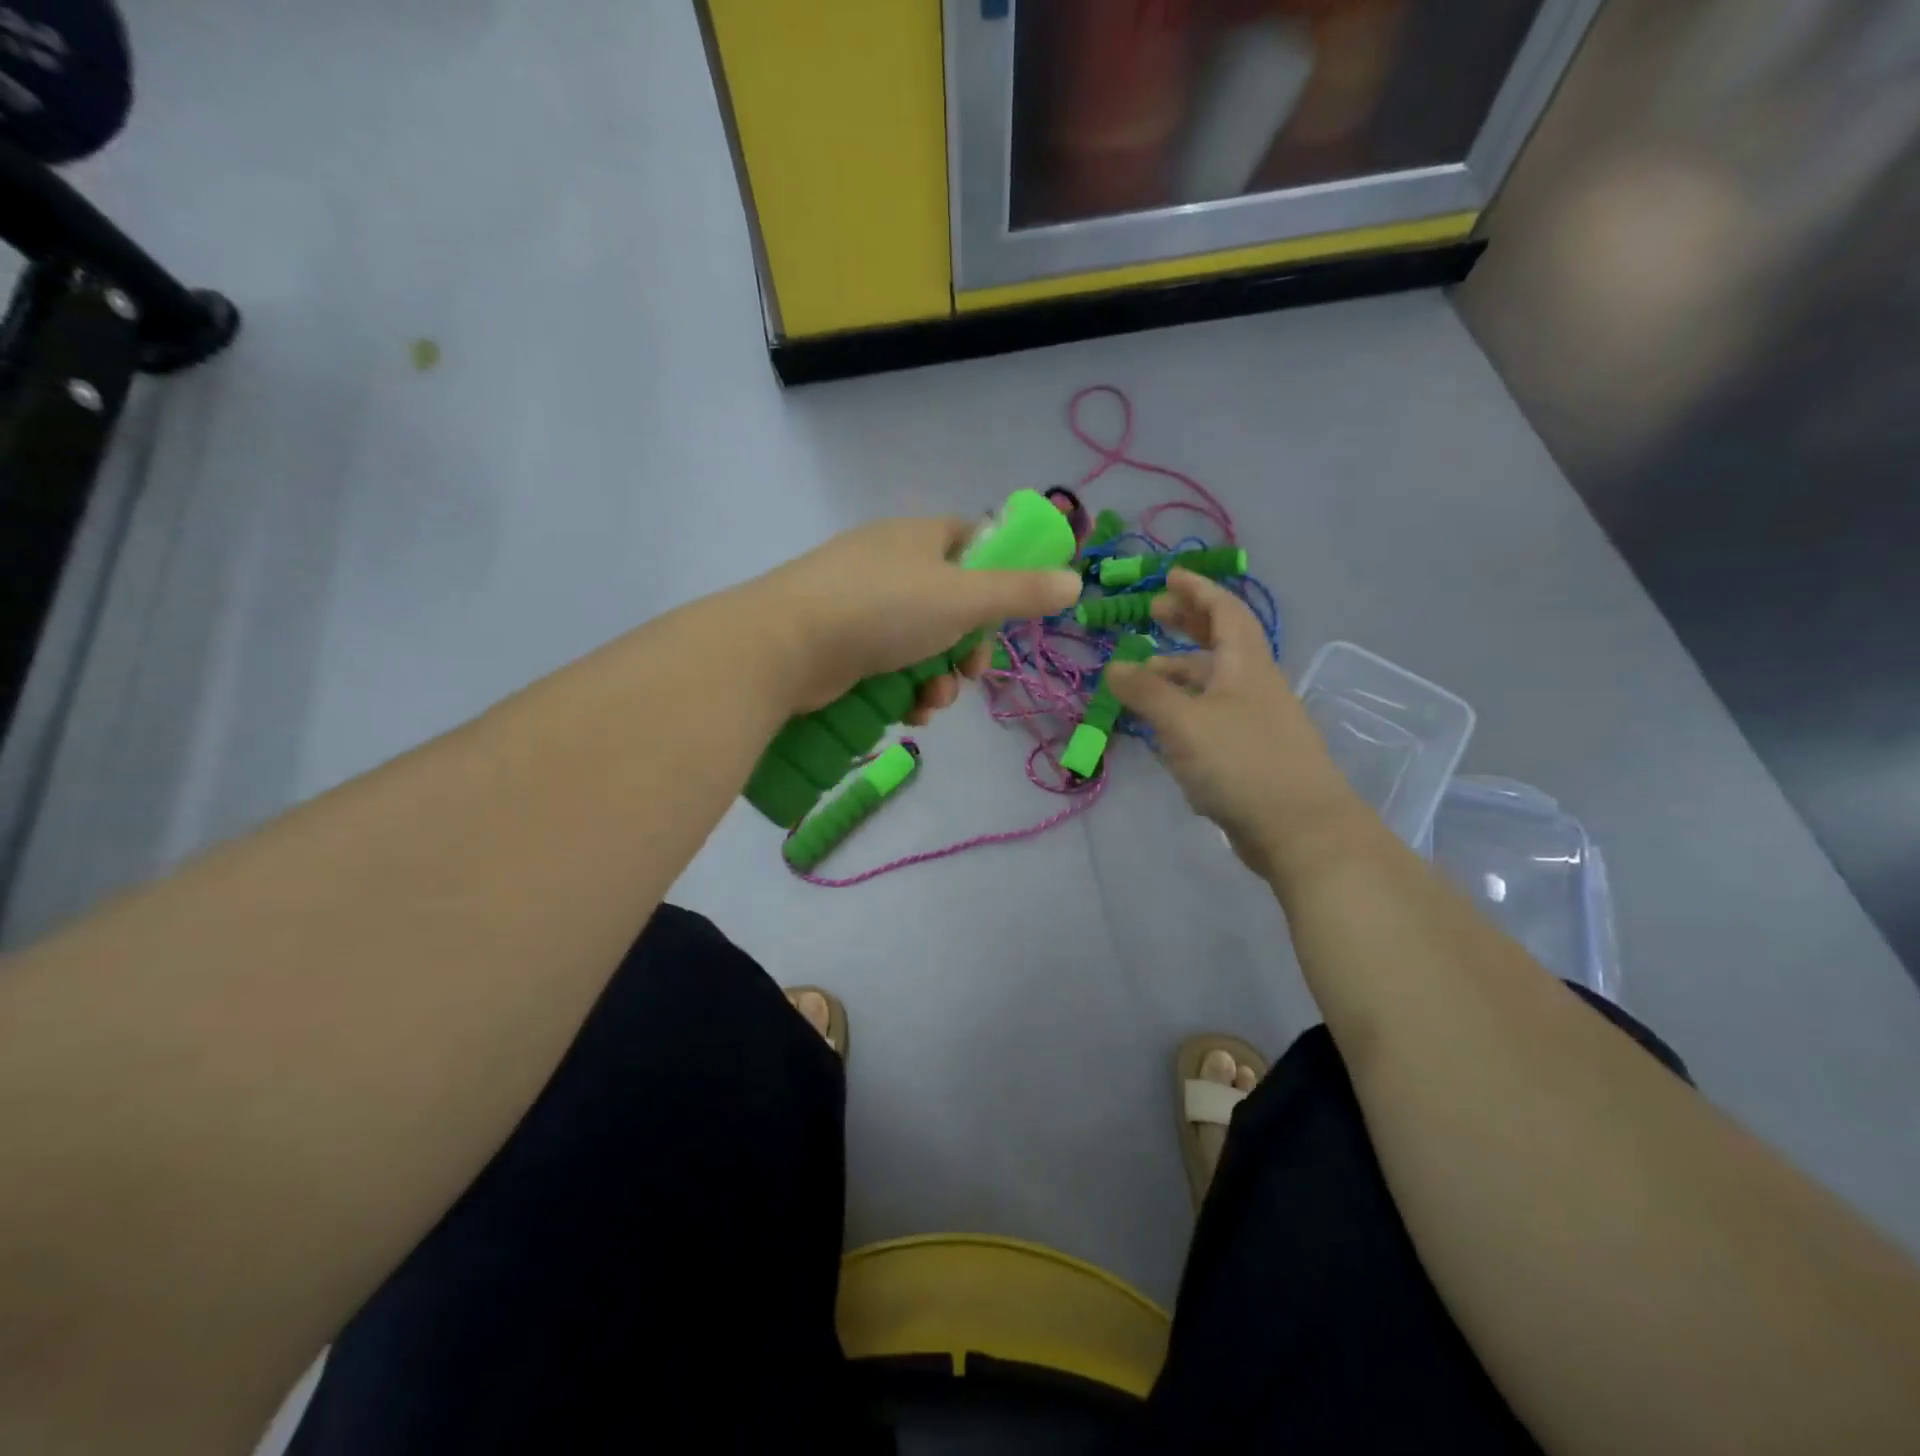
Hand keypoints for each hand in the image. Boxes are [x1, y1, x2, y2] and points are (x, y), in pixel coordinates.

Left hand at [750, 516, 1082, 722]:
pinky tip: (908, 713)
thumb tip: (1074, 581)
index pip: (972, 542)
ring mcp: (861, 605)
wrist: (783, 647)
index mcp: (919, 537)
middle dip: (968, 648)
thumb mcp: (963, 599)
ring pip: (922, 644)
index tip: (1009, 615)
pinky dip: (905, 690)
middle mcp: (890, 564)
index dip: (999, 577)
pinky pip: (890, 666)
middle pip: (951, 604)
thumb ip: (1021, 593)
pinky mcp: (840, 644)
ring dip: (939, 679)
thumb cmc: (882, 610)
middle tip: (971, 673)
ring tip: (932, 703)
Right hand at [1106, 569, 1357, 878]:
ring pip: (1214, 684)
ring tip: (1143, 678)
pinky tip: (1164, 729)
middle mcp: (1254, 685)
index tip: (1170, 577)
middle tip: (1153, 614)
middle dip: (1187, 624)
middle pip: (1220, 642)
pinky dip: (1187, 711)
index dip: (1197, 590)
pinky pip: (1214, 718)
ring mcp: (1256, 722)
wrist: (1301, 830)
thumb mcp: (1184, 722)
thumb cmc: (1241, 763)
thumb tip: (1115, 667)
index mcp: (1246, 664)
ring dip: (1180, 673)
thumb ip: (1146, 692)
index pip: (1224, 611)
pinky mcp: (1252, 755)